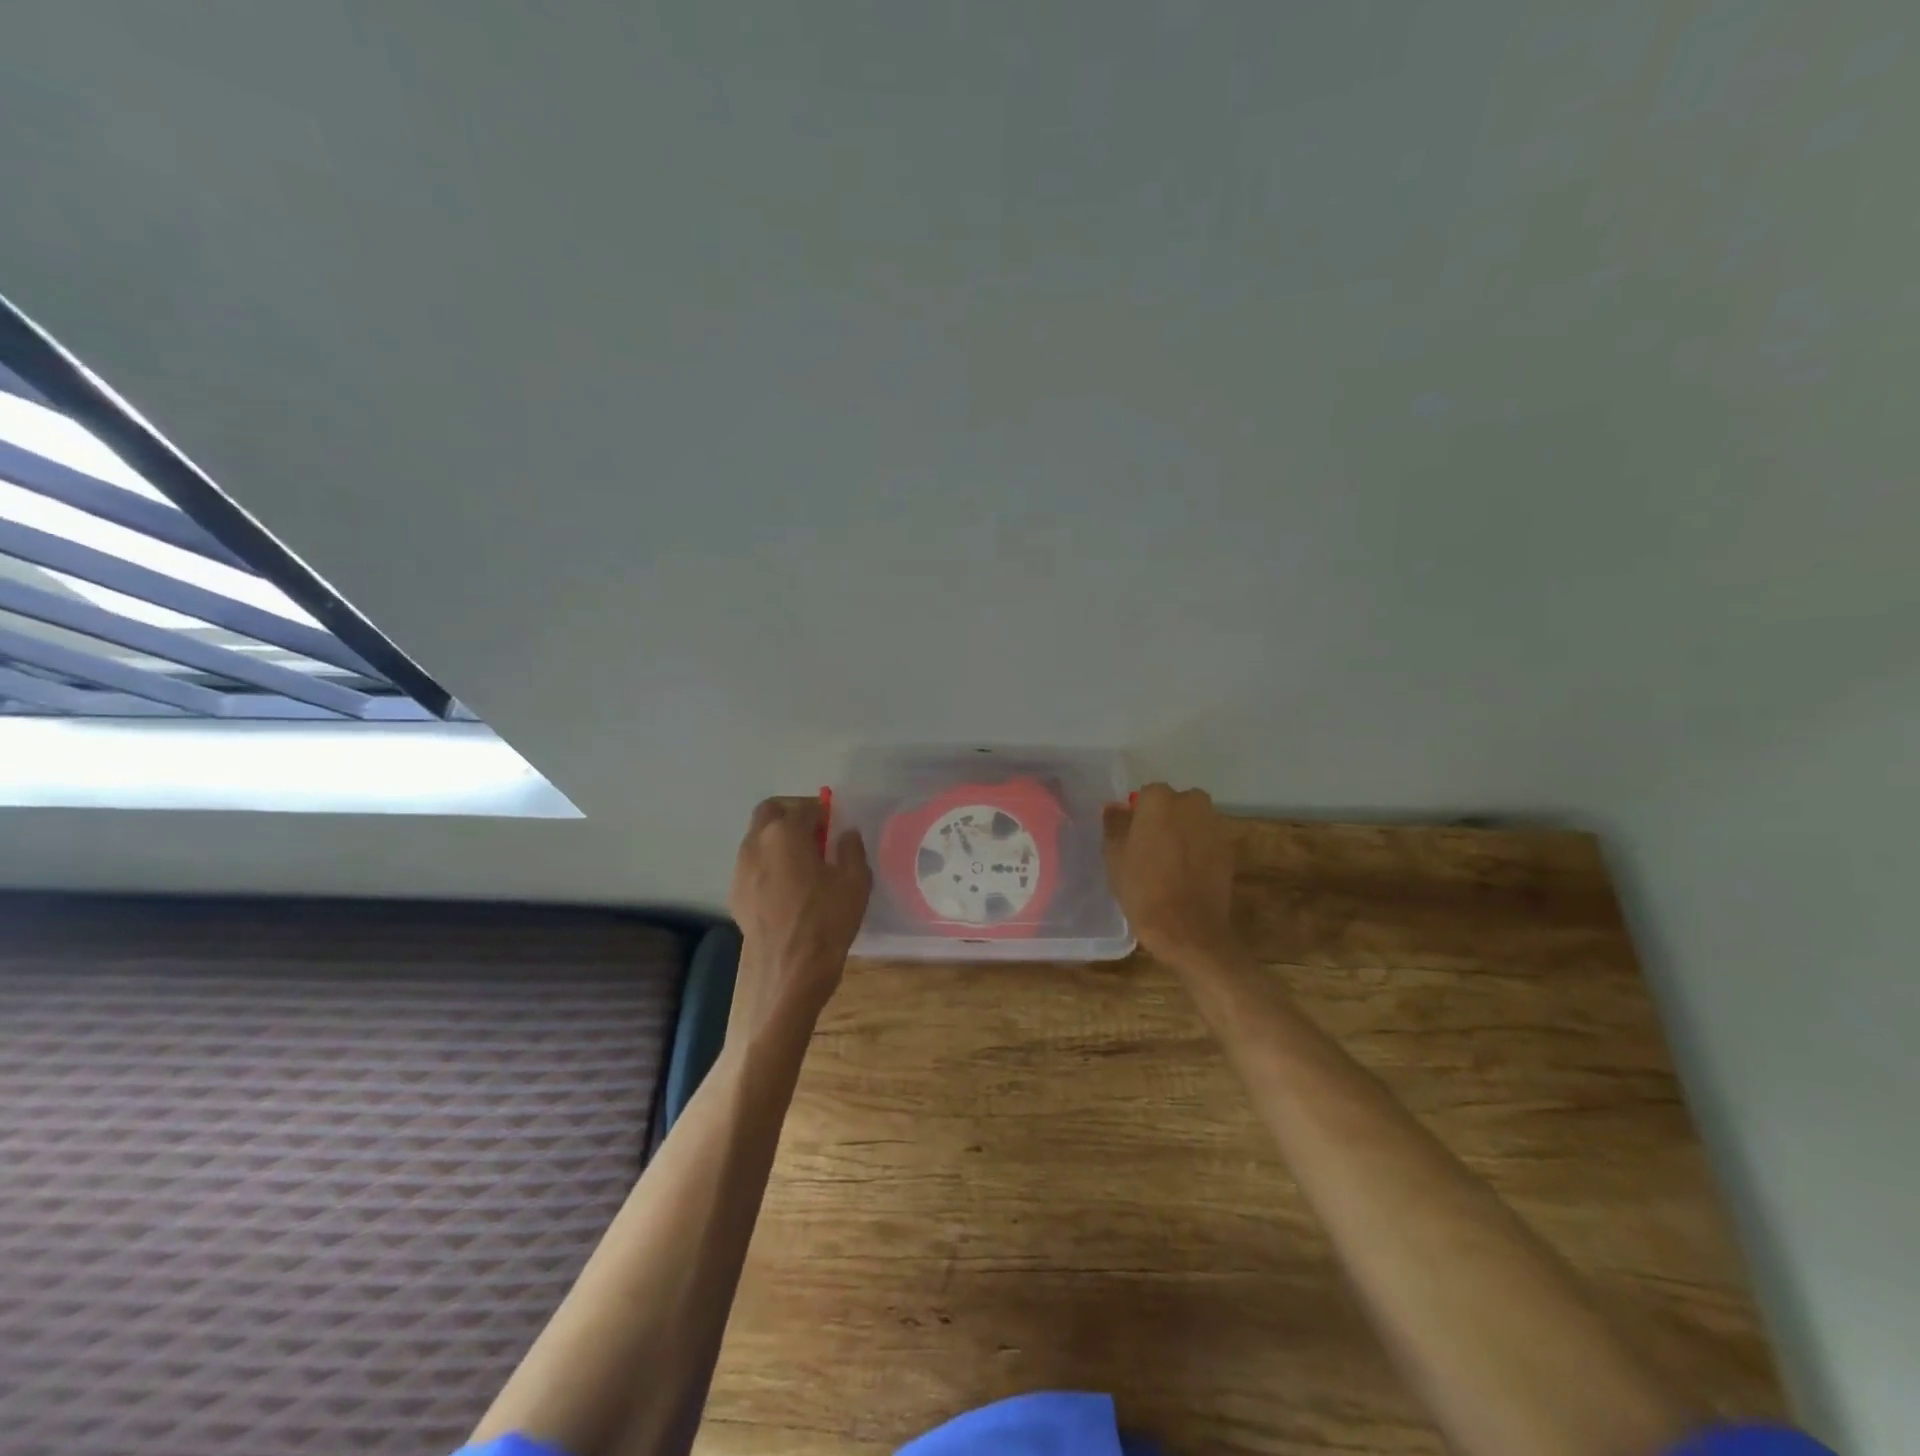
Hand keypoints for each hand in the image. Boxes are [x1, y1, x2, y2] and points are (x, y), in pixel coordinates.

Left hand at [727, 796, 871, 1034]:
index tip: (836, 825)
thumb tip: (845, 834)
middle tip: (816, 834)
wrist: (789, 973)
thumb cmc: (826, 921)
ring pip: (758, 839)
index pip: (804, 807)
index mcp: (785, 833)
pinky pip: (753, 866)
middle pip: (770, 812)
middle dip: (792, 815)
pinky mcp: (736, 896)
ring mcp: (741, 870)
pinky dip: (769, 864)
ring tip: (805, 863)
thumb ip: (851, 849)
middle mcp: (756, 844)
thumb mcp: (855, 881)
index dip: (822, 811)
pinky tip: (789, 889)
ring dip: (779, 840)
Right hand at [1103, 783, 1237, 966]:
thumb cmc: (1142, 888)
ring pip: (1193, 822)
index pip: (1146, 796)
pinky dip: (1199, 852)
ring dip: (1184, 834)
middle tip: (1150, 849)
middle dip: (1165, 820)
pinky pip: (1208, 842)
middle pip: (1175, 804)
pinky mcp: (1230, 850)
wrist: (1187, 929)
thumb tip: (1115, 808)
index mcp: (1160, 799)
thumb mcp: (1114, 856)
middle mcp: (1192, 803)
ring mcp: (1215, 825)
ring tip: (1170, 865)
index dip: (1139, 817)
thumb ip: (1114, 824)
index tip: (1132, 839)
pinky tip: (1188, 876)